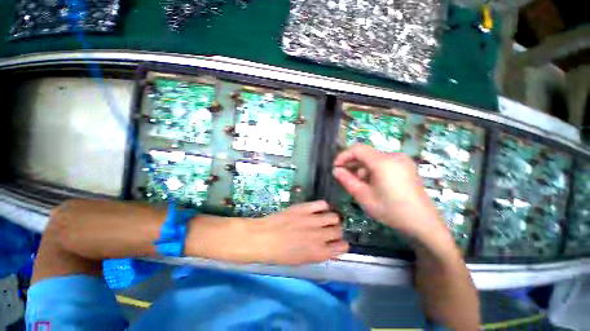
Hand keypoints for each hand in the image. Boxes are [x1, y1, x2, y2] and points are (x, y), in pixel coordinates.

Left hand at [186, 201, 348, 264]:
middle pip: (338, 230)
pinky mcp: (304, 208)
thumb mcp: (300, 261)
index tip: (337, 243)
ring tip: (323, 219)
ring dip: (331, 219)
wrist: (261, 238)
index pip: (342, 247)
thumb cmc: (278, 255)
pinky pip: (322, 204)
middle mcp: (319, 236)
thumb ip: (317, 253)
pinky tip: (318, 210)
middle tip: (327, 230)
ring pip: (334, 217)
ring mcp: (312, 220)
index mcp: (318, 252)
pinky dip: (323, 207)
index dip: (341, 244)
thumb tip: (328, 247)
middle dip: (335, 231)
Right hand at [332, 144, 445, 240]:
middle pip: (366, 153)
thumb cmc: (391, 210)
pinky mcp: (405, 166)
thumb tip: (336, 170)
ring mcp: (402, 160)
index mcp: (383, 162)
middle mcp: (393, 156)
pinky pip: (383, 162)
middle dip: (352, 164)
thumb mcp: (364, 196)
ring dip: (362, 168)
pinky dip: (373, 170)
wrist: (423, 223)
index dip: (343, 156)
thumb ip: (347, 180)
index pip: (357, 149)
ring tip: (360, 184)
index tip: (336, 167)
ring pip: (373, 158)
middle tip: (345, 177)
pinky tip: (373, 183)